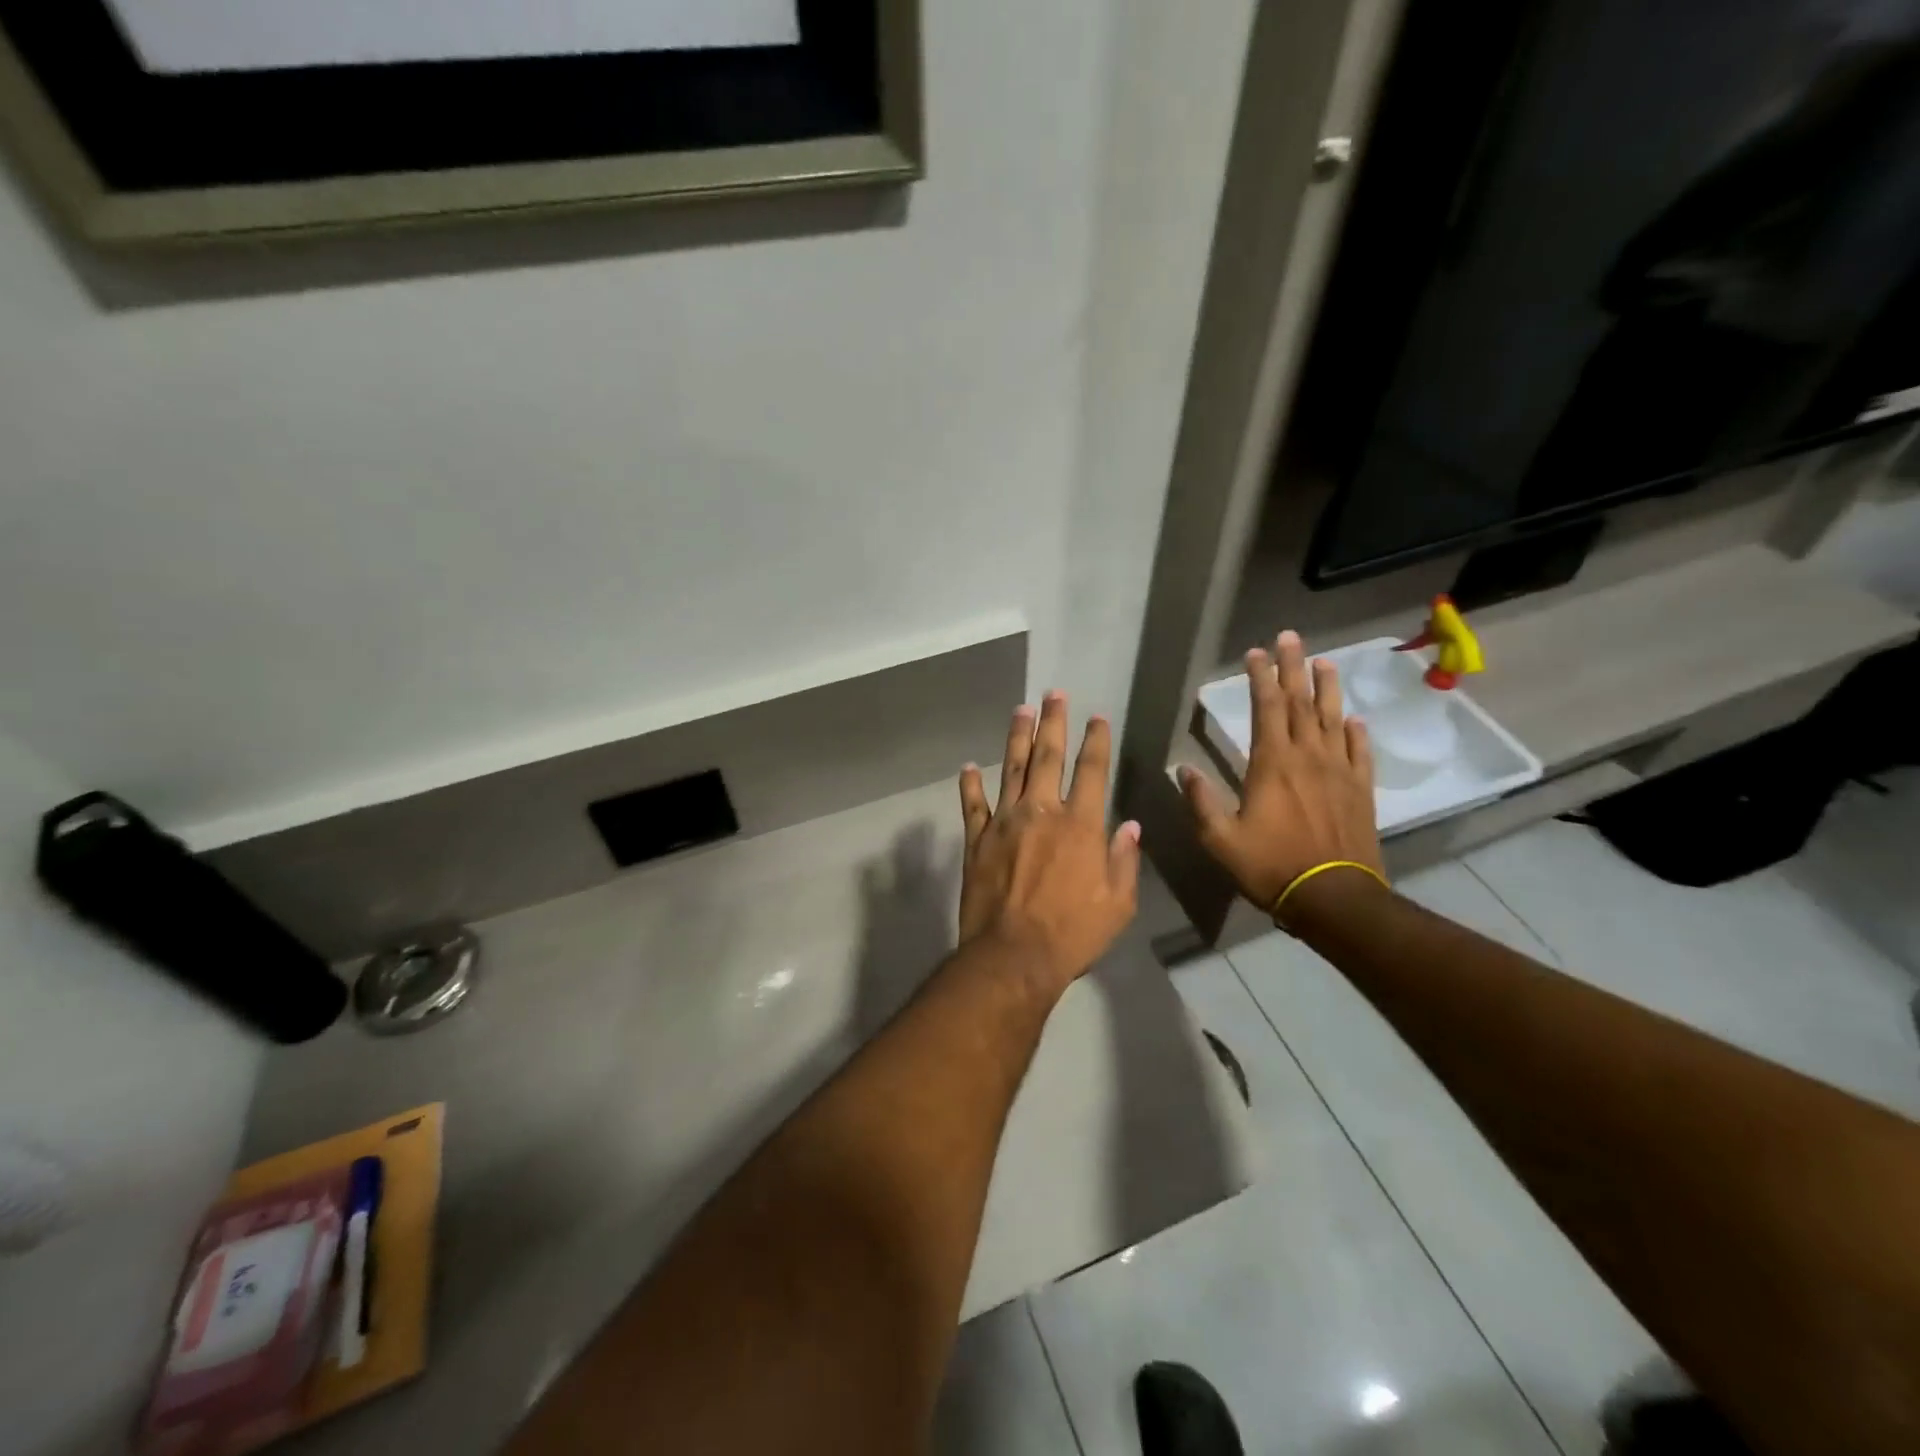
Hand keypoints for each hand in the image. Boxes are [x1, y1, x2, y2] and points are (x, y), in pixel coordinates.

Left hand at [957, 694, 1141, 997]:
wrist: (1013, 956)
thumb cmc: (1073, 934)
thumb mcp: (1117, 904)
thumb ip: (1124, 860)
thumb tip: (1130, 826)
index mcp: (1080, 826)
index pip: (1092, 772)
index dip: (1096, 741)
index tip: (1097, 717)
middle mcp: (1042, 812)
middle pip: (1048, 757)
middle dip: (1053, 722)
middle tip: (1053, 694)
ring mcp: (1004, 823)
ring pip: (1010, 769)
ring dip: (1016, 737)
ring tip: (1020, 709)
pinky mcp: (976, 840)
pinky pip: (972, 805)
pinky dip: (970, 784)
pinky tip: (968, 766)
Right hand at [1181, 630, 1383, 916]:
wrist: (1334, 898)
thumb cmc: (1271, 867)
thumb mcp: (1220, 840)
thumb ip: (1200, 802)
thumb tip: (1183, 770)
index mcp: (1272, 764)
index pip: (1266, 708)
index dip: (1261, 677)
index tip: (1256, 652)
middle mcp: (1308, 757)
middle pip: (1301, 703)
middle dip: (1293, 667)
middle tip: (1291, 638)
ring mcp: (1339, 772)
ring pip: (1334, 719)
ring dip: (1327, 688)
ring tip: (1324, 662)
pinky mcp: (1361, 790)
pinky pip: (1360, 753)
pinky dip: (1356, 733)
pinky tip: (1354, 720)